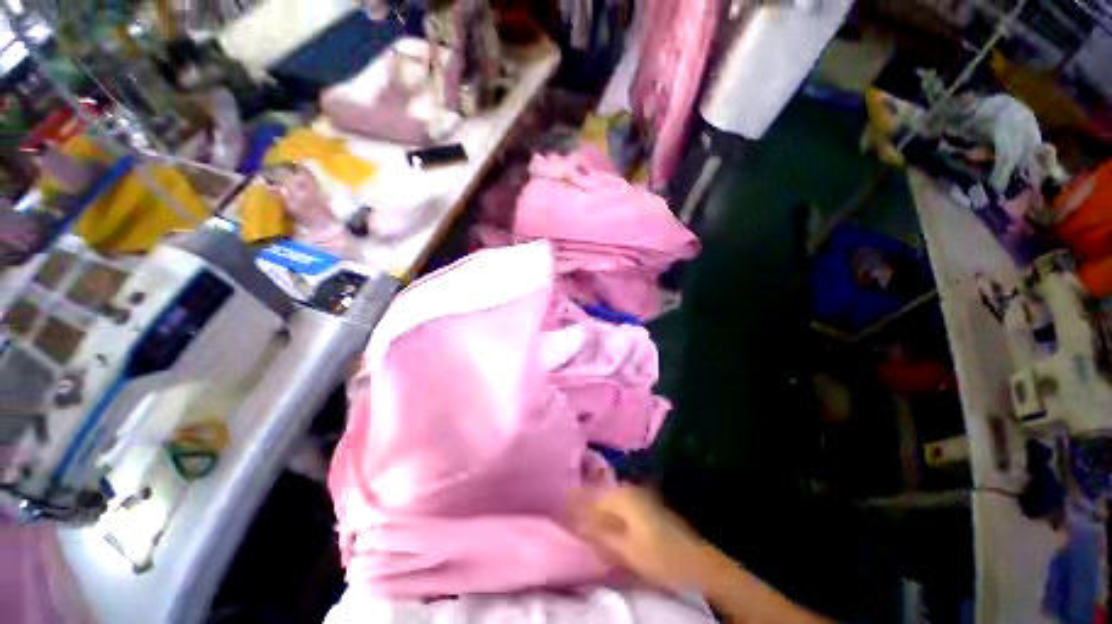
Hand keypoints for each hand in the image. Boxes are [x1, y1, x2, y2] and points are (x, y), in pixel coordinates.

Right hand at [574, 485, 715, 590]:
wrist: (695, 561)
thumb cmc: (659, 556)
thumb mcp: (625, 548)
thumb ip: (598, 532)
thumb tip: (575, 520)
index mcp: (623, 496)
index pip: (591, 494)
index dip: (575, 499)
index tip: (560, 503)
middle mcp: (629, 489)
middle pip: (599, 493)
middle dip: (584, 502)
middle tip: (568, 512)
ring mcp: (639, 495)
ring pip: (609, 498)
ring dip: (595, 507)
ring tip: (582, 518)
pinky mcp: (645, 504)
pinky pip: (618, 503)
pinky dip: (607, 511)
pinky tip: (603, 522)